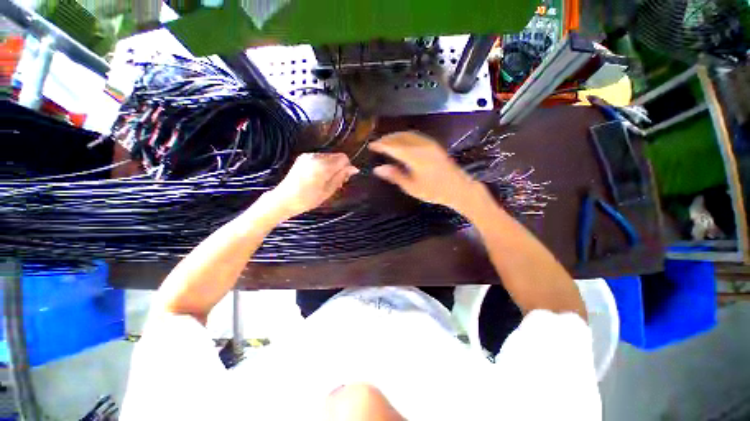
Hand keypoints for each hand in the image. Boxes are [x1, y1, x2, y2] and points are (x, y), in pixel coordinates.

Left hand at [269, 153, 358, 217]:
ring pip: (328, 157)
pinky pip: (319, 158)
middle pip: (336, 156)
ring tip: (327, 181)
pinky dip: (324, 165)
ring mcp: (308, 156)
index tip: (345, 179)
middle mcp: (316, 156)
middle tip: (337, 182)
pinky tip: (319, 177)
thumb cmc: (308, 199)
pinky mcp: (303, 158)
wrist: (284, 199)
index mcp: (323, 165)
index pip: (343, 158)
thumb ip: (341, 177)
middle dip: (340, 167)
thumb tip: (354, 169)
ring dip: (332, 166)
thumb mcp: (328, 191)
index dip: (347, 168)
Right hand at [369, 132, 481, 210]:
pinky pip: (415, 136)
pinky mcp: (434, 144)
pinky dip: (404, 136)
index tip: (371, 145)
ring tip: (386, 142)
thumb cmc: (434, 191)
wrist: (458, 188)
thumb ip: (395, 176)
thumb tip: (378, 169)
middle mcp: (422, 146)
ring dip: (395, 136)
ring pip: (408, 135)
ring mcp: (429, 144)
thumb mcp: (412, 187)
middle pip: (400, 138)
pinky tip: (401, 142)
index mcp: (415, 157)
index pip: (393, 147)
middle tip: (376, 144)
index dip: (381, 145)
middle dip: (387, 139)